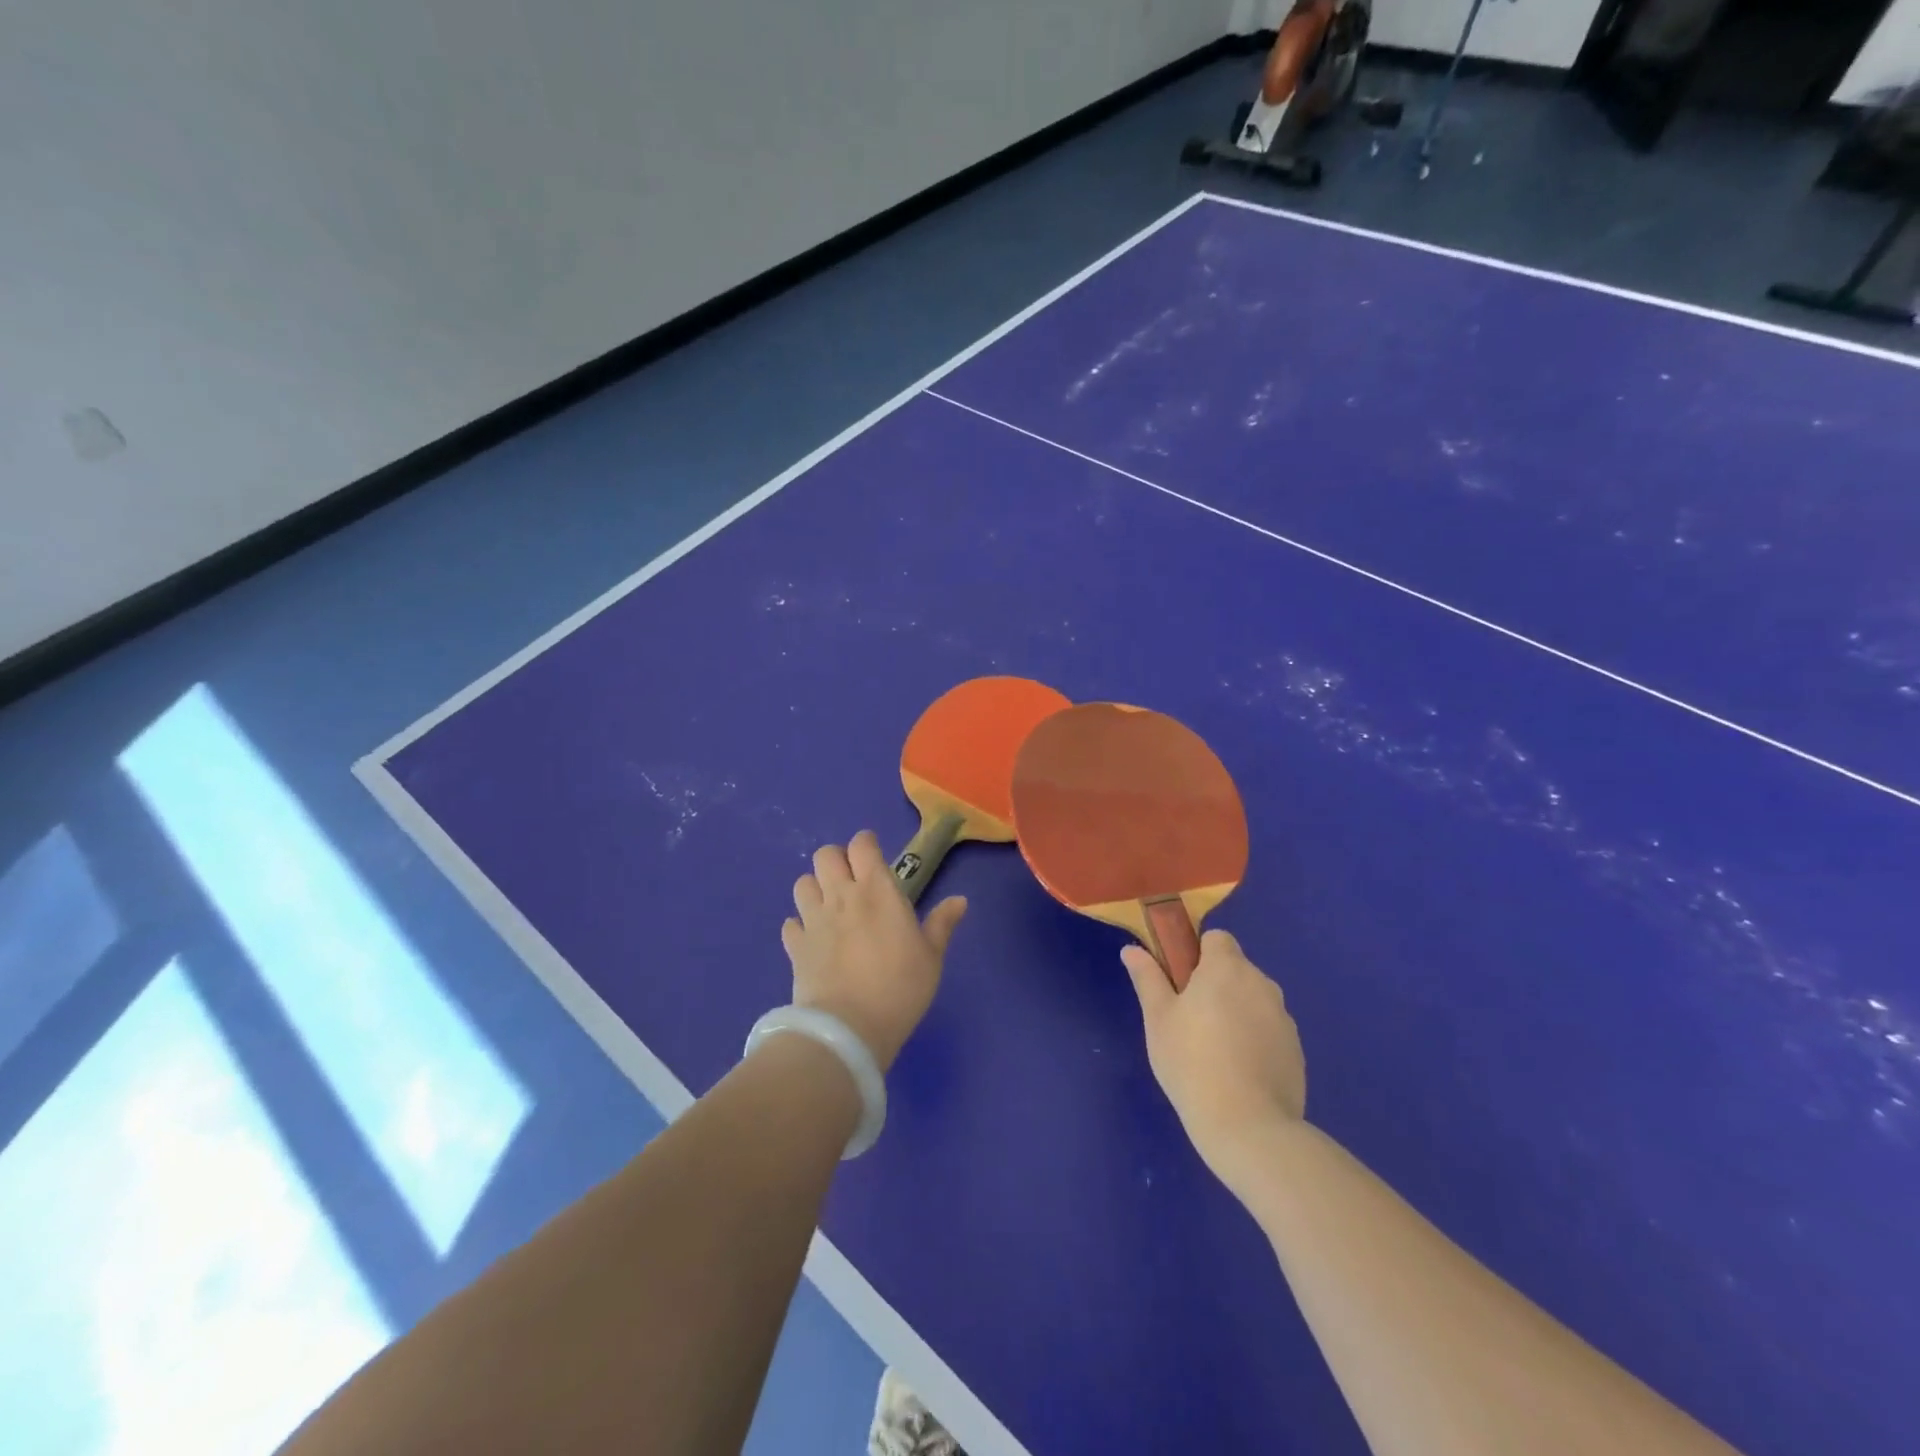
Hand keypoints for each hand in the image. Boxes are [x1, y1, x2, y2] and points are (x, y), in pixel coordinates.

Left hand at [782, 831, 966, 1071]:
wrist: (849, 1029)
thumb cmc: (900, 987)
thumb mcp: (931, 957)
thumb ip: (941, 924)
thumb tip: (960, 900)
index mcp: (876, 890)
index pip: (862, 844)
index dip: (867, 845)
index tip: (876, 858)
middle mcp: (841, 896)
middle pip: (825, 855)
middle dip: (837, 860)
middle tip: (852, 881)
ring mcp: (813, 920)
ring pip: (802, 883)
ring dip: (815, 889)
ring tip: (830, 907)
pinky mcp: (795, 947)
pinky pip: (790, 924)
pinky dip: (799, 926)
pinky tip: (813, 939)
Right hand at [1122, 929, 1305, 1186]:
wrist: (1248, 1126)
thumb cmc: (1191, 1062)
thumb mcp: (1158, 1019)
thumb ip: (1148, 978)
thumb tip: (1132, 950)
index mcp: (1227, 968)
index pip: (1217, 939)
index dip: (1197, 954)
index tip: (1180, 982)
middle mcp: (1262, 984)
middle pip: (1236, 970)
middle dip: (1216, 986)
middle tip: (1189, 1021)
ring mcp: (1284, 1019)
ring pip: (1253, 1001)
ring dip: (1236, 1013)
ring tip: (1214, 1053)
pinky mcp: (1296, 1051)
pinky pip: (1269, 1031)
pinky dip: (1254, 1041)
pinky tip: (1238, 1074)